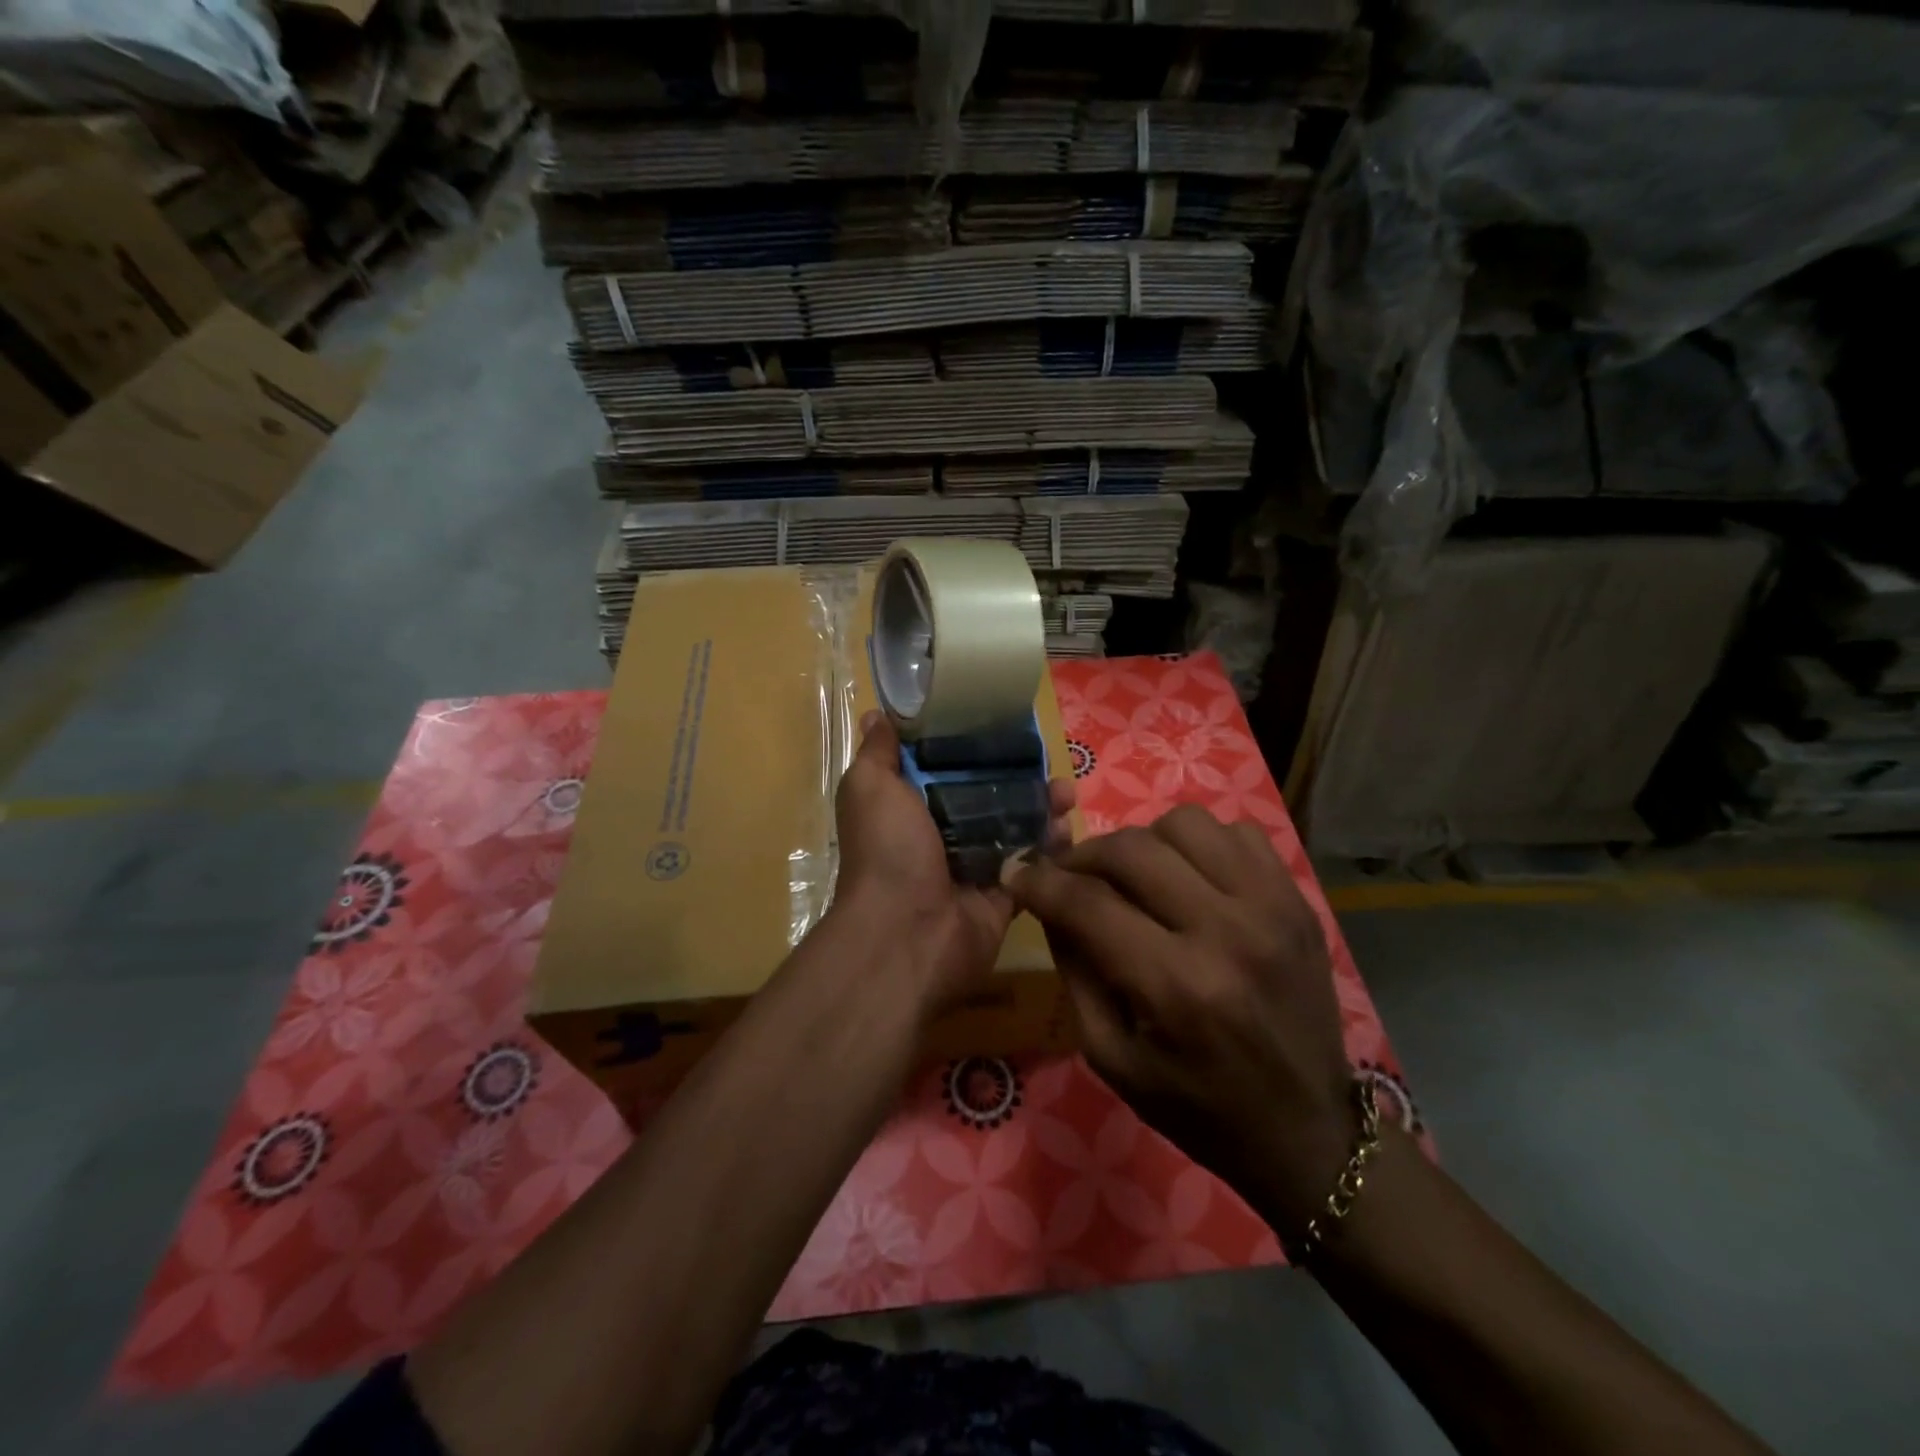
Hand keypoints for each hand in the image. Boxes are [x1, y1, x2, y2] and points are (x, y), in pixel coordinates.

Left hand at [834, 711, 1073, 1012]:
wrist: (908, 934)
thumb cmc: (888, 851)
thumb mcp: (870, 788)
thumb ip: (878, 753)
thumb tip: (876, 715)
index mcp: (909, 807)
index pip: (944, 767)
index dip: (971, 744)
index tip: (1002, 721)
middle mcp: (940, 834)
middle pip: (987, 795)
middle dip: (1018, 775)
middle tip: (1046, 759)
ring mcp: (974, 866)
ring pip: (1014, 828)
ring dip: (1042, 808)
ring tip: (1065, 794)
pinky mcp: (1004, 895)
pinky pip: (1033, 866)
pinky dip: (1052, 849)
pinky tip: (1068, 829)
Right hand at [1008, 804, 1353, 1231]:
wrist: (1307, 1131)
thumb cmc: (1197, 1107)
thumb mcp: (1112, 1058)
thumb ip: (1075, 972)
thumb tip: (1049, 903)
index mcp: (1177, 986)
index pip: (1088, 903)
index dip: (1040, 882)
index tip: (1018, 874)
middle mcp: (1227, 932)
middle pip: (1131, 849)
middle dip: (1082, 856)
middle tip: (1069, 875)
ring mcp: (1272, 907)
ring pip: (1184, 824)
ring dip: (1143, 843)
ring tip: (1135, 876)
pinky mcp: (1297, 900)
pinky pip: (1236, 832)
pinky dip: (1199, 844)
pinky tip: (1189, 877)